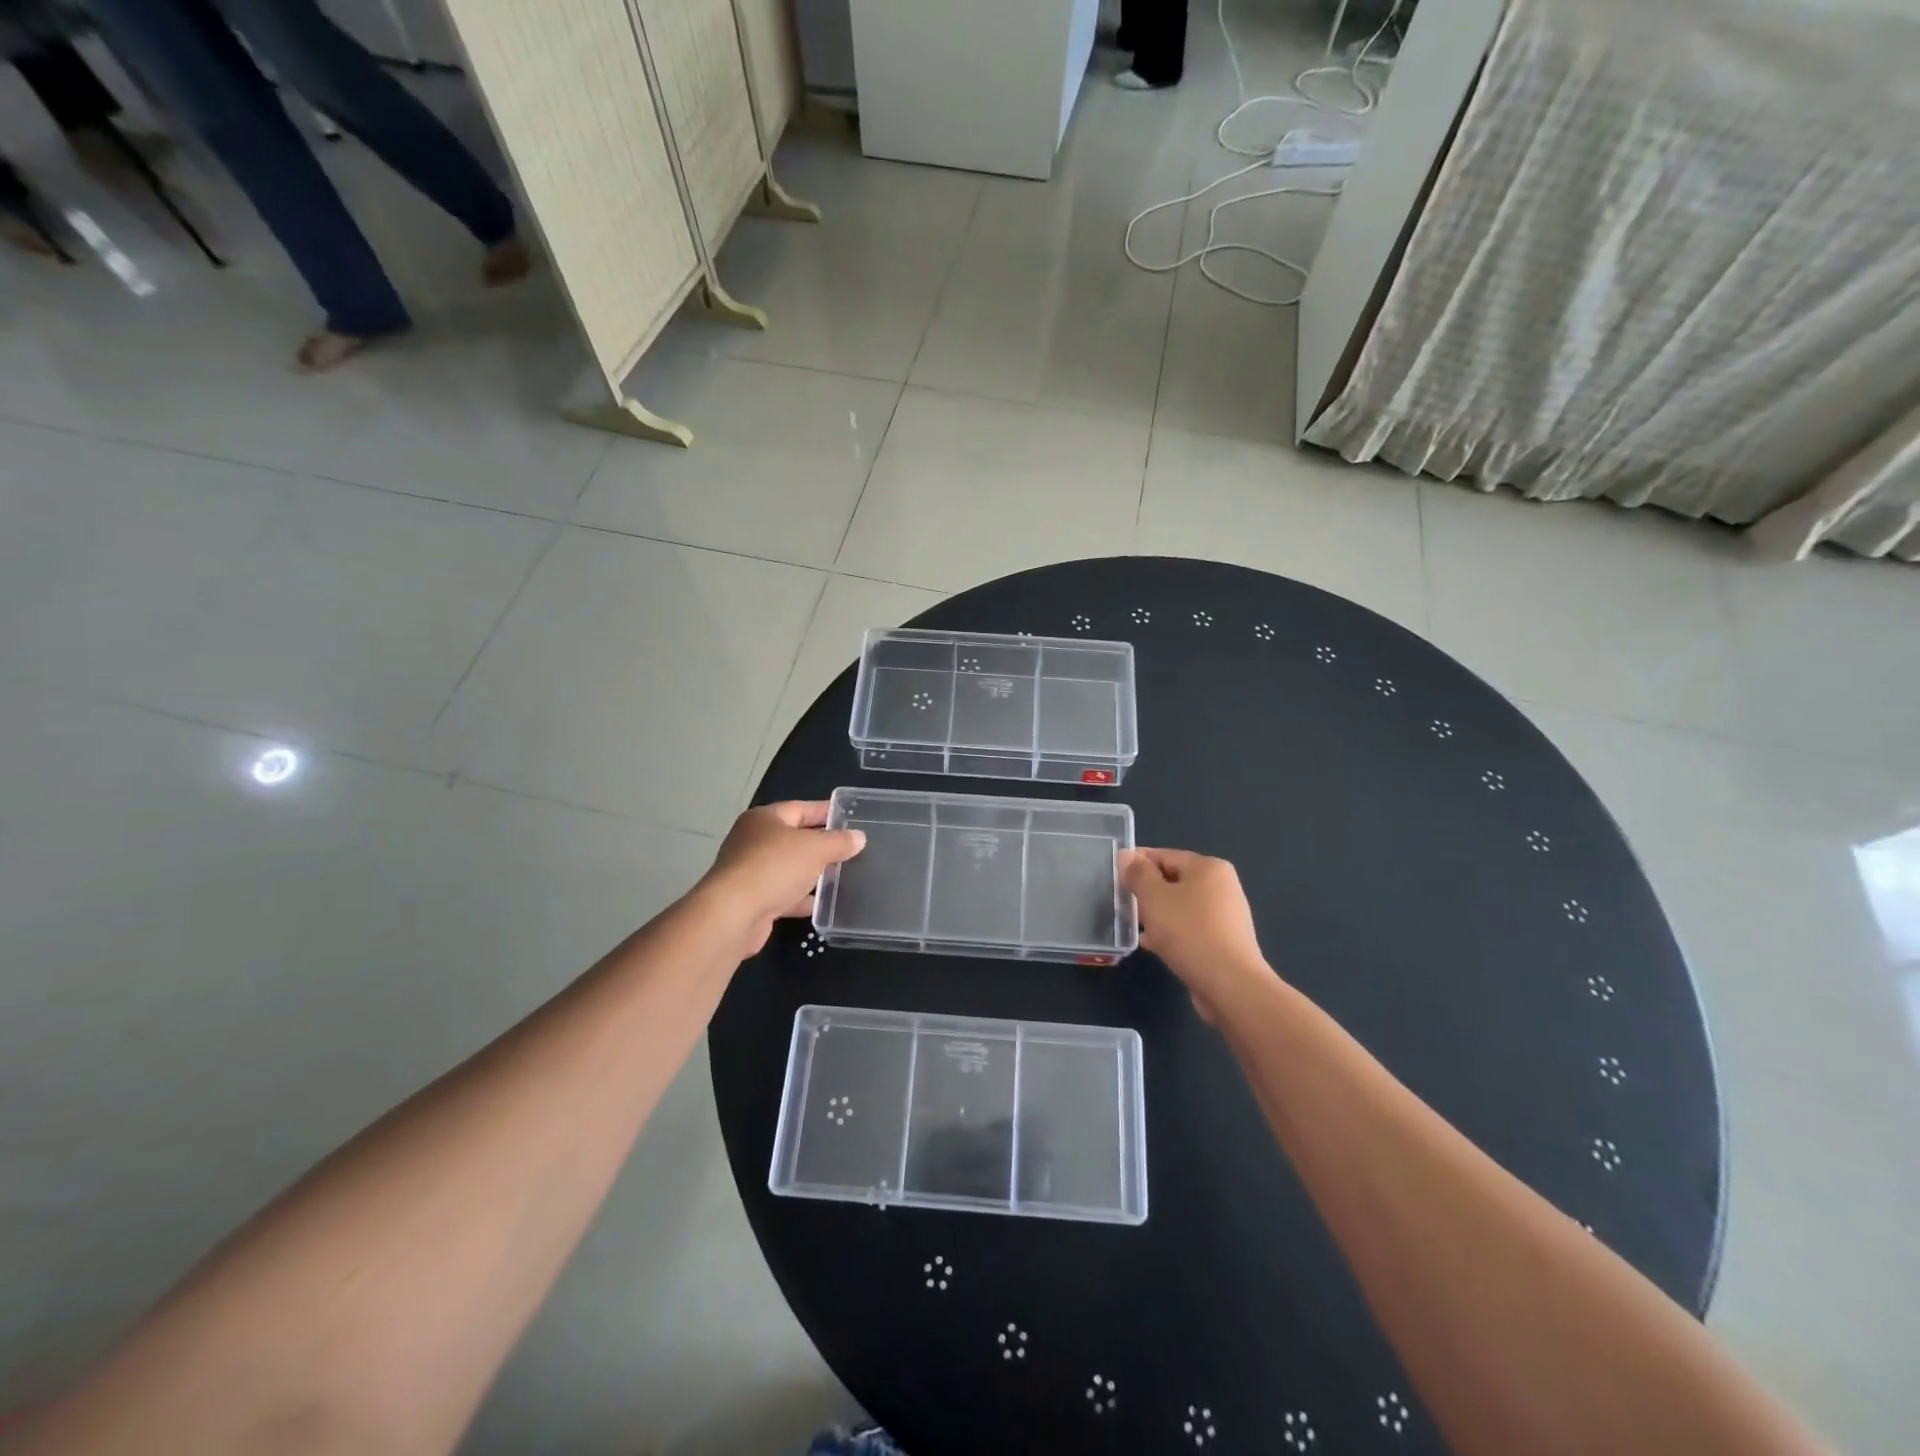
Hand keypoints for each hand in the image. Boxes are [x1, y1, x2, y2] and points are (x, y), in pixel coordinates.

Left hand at [700, 801, 865, 957]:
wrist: (733, 915)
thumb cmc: (774, 868)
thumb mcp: (815, 849)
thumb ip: (839, 842)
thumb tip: (858, 837)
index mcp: (764, 819)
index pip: (801, 808)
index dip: (826, 811)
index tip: (850, 817)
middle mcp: (753, 841)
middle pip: (794, 838)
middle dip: (821, 845)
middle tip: (851, 849)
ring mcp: (750, 872)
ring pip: (788, 868)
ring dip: (811, 873)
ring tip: (842, 876)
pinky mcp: (751, 901)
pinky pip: (782, 894)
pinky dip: (800, 898)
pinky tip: (821, 905)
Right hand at [1121, 848, 1270, 1020]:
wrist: (1230, 985)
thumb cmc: (1189, 932)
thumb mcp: (1154, 897)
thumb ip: (1137, 873)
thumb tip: (1126, 854)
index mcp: (1208, 867)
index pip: (1164, 855)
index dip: (1136, 863)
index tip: (1114, 877)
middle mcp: (1222, 886)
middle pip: (1173, 880)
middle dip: (1146, 892)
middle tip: (1123, 904)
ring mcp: (1226, 915)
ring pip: (1180, 906)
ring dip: (1157, 914)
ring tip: (1135, 926)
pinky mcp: (1225, 941)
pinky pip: (1190, 928)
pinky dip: (1172, 932)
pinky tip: (1153, 944)